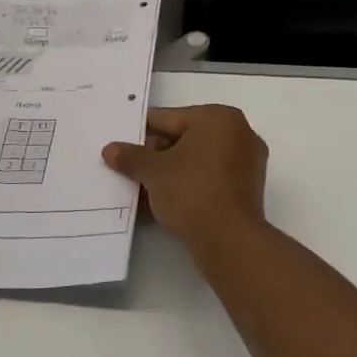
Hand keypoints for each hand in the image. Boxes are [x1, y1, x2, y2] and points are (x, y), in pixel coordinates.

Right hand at [102, 105, 268, 252]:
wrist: (229, 239)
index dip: (140, 133)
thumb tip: (110, 149)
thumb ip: (131, 157)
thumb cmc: (191, 191)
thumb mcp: (153, 171)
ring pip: (196, 162)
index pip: (168, 118)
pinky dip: (186, 186)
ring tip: (139, 189)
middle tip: (127, 170)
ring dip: (168, 174)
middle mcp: (238, 133)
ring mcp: (246, 162)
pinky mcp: (246, 189)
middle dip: (154, 156)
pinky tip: (160, 203)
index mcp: (219, 117)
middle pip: (184, 139)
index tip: (120, 146)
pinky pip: (208, 179)